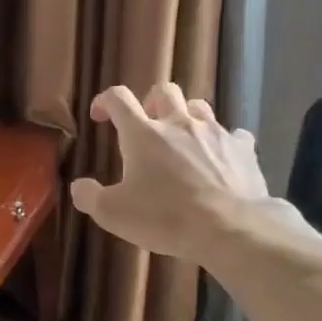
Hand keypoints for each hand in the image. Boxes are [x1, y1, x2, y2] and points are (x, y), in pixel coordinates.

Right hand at [70, 84, 276, 261]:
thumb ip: (89, 196)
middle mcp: (179, 123)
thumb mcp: (112, 214)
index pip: (119, 98)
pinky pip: (232, 135)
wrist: (229, 228)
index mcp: (143, 134)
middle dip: (151, 102)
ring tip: (182, 137)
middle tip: (146, 124)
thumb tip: (79, 186)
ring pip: (198, 106)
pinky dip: (223, 142)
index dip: (106, 101)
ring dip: (186, 115)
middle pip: (164, 92)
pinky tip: (220, 158)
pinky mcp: (242, 149)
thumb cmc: (165, 217)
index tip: (100, 115)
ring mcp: (214, 133)